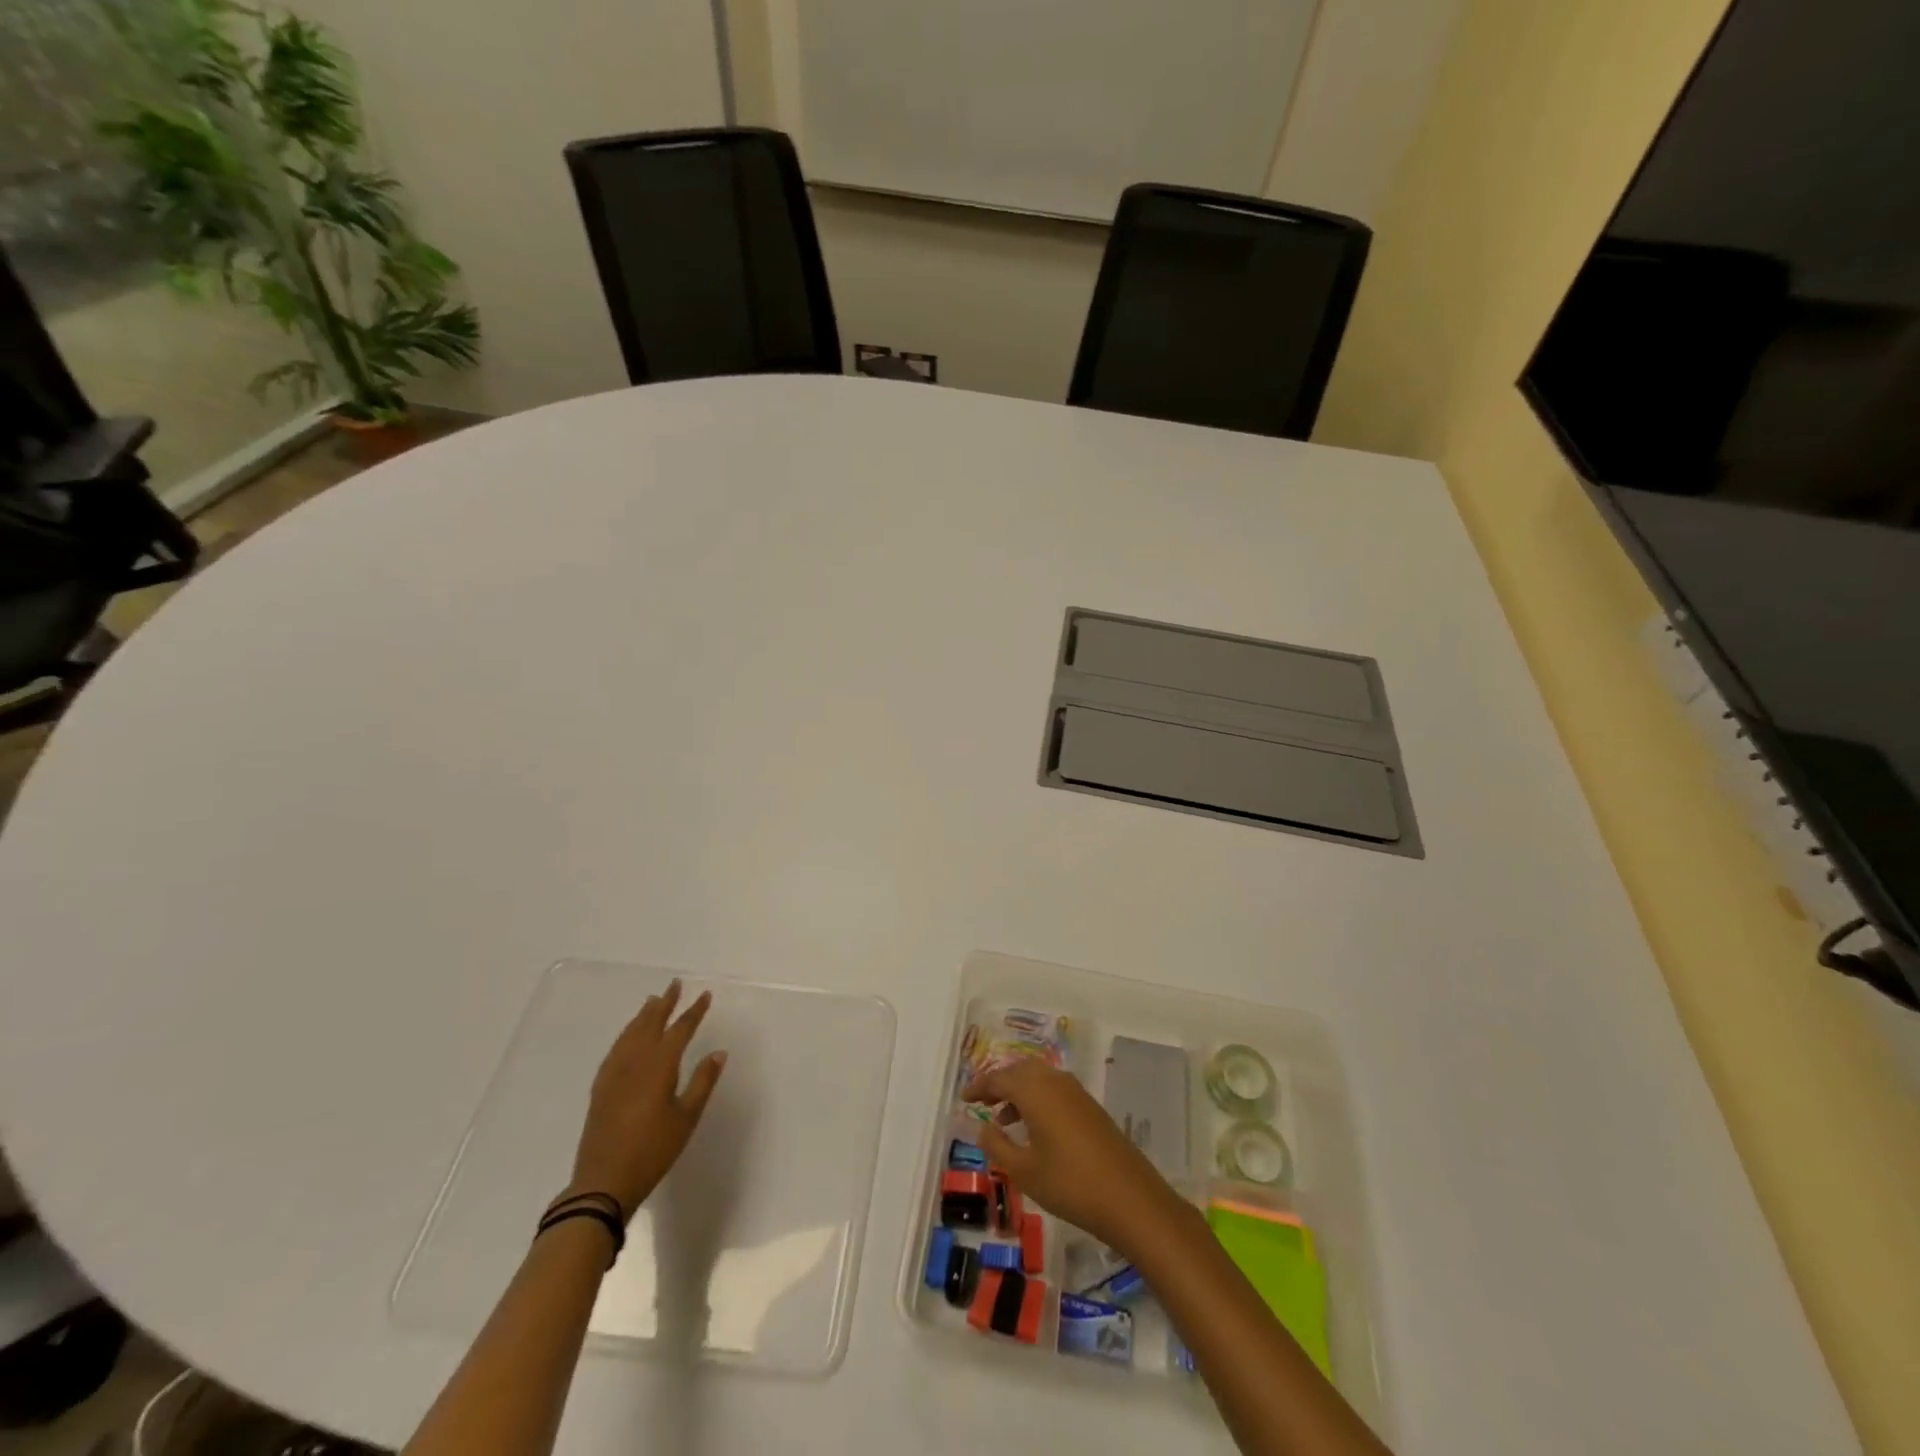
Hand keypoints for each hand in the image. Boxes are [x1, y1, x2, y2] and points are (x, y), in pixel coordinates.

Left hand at [568, 980, 725, 1218]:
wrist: (603, 1183)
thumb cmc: (653, 1151)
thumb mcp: (686, 1118)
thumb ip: (702, 1082)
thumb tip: (718, 1053)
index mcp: (659, 1067)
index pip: (680, 1030)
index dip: (694, 1012)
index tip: (705, 995)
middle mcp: (635, 1062)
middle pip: (650, 1024)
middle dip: (665, 1003)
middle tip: (675, 984)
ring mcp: (614, 1074)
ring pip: (630, 1034)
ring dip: (643, 1015)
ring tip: (653, 1001)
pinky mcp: (601, 1088)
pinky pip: (615, 1050)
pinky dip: (625, 1035)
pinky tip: (627, 1037)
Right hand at [964, 1058, 1188, 1254]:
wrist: (1130, 1198)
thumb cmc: (1069, 1184)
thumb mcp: (1024, 1171)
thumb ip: (997, 1146)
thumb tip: (982, 1127)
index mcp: (1035, 1090)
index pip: (999, 1078)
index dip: (979, 1086)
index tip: (963, 1098)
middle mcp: (1055, 1081)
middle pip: (1020, 1071)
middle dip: (999, 1084)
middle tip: (981, 1102)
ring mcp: (1076, 1093)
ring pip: (1039, 1080)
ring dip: (1019, 1093)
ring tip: (1002, 1121)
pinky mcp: (1090, 1108)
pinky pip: (1054, 1091)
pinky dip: (1037, 1101)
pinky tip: (1034, 1130)